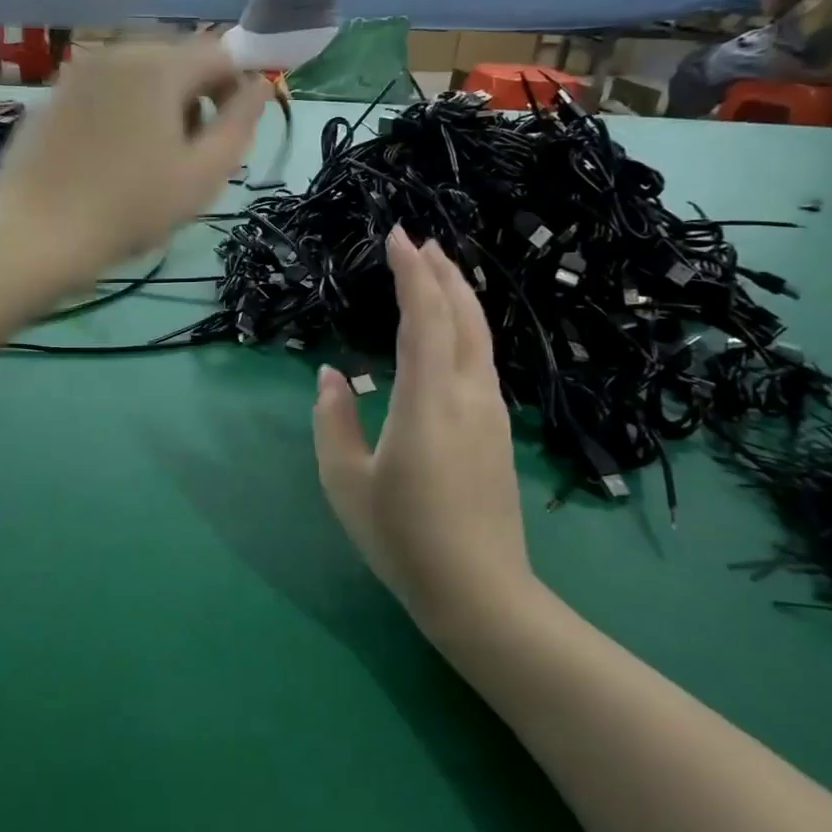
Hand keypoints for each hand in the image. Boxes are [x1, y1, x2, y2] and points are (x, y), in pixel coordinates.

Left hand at [0, 43, 268, 273]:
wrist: (36, 234)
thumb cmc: (130, 208)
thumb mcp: (203, 174)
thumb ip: (241, 122)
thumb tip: (261, 84)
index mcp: (160, 64)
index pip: (220, 53)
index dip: (235, 91)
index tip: (225, 137)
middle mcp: (118, 52)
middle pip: (178, 60)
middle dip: (194, 99)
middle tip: (185, 157)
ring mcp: (79, 72)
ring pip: (140, 76)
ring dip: (158, 107)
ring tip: (146, 161)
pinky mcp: (53, 95)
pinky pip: (105, 92)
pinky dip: (121, 113)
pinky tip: (107, 160)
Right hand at [311, 229, 536, 632]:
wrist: (481, 594)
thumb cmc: (403, 539)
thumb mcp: (345, 482)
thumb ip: (333, 421)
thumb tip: (333, 377)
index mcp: (428, 401)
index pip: (424, 317)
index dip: (411, 272)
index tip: (397, 236)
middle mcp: (468, 394)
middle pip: (463, 315)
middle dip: (442, 271)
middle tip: (419, 241)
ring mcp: (491, 412)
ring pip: (479, 335)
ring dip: (458, 295)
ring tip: (437, 271)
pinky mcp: (498, 430)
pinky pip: (481, 358)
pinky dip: (466, 326)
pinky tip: (452, 330)